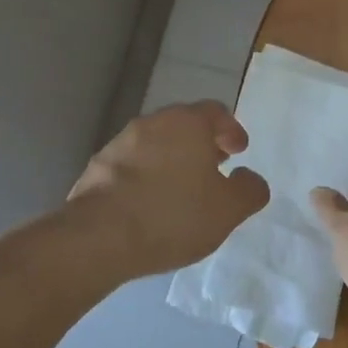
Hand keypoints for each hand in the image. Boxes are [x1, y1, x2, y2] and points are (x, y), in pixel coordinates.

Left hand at [67, 101, 269, 277]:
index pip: (216, 112)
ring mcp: (120, 142)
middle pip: (183, 124)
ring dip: (170, 159)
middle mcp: (153, 122)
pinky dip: (144, 176)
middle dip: (200, 143)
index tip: (238, 151)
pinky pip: (130, 165)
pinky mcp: (97, 166)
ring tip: (180, 189)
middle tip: (212, 167)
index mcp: (187, 123)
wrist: (100, 235)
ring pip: (154, 143)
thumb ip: (248, 190)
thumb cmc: (173, 215)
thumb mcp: (228, 210)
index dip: (231, 130)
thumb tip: (250, 178)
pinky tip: (148, 204)